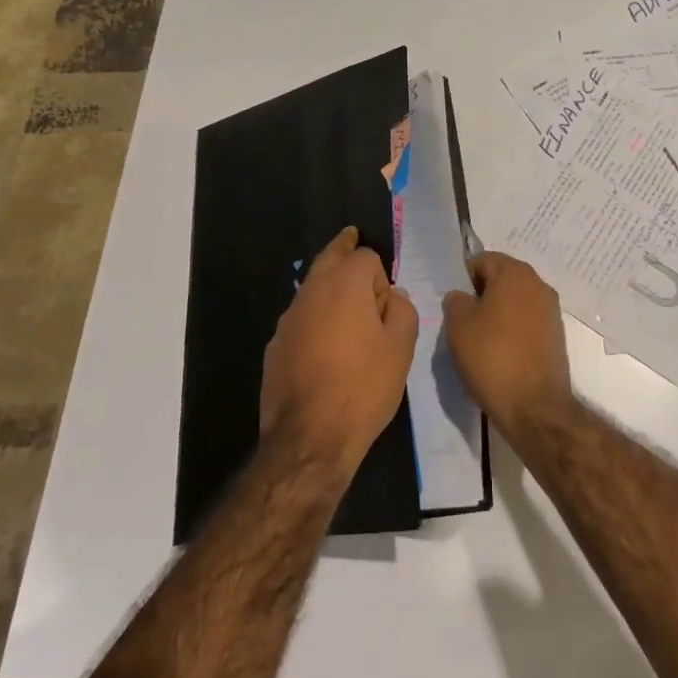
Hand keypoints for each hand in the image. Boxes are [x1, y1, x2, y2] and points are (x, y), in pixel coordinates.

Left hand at [261, 227, 418, 481]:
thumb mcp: (401, 348)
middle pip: (329, 257)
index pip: (365, 256)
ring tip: (344, 305)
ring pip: (312, 288)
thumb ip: (402, 310)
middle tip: (351, 238)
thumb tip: (391, 297)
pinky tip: (325, 347)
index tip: (388, 306)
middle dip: (343, 250)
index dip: (381, 277)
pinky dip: (315, 319)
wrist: (309, 439)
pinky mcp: (275, 345)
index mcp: (344, 284)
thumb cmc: (363, 387)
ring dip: (328, 287)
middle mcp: (311, 291)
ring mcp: (288, 319)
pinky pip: (301, 319)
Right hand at [442, 252, 574, 443]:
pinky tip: (499, 353)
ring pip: (515, 302)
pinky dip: (512, 331)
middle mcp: (538, 284)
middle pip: (501, 279)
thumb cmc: (492, 357)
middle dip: (481, 295)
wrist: (534, 407)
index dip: (464, 279)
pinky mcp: (556, 336)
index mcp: (515, 273)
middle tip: (462, 322)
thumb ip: (455, 300)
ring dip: (497, 314)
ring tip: (480, 340)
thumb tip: (462, 297)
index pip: (482, 260)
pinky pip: (527, 322)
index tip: (453, 304)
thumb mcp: (458, 325)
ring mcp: (551, 311)